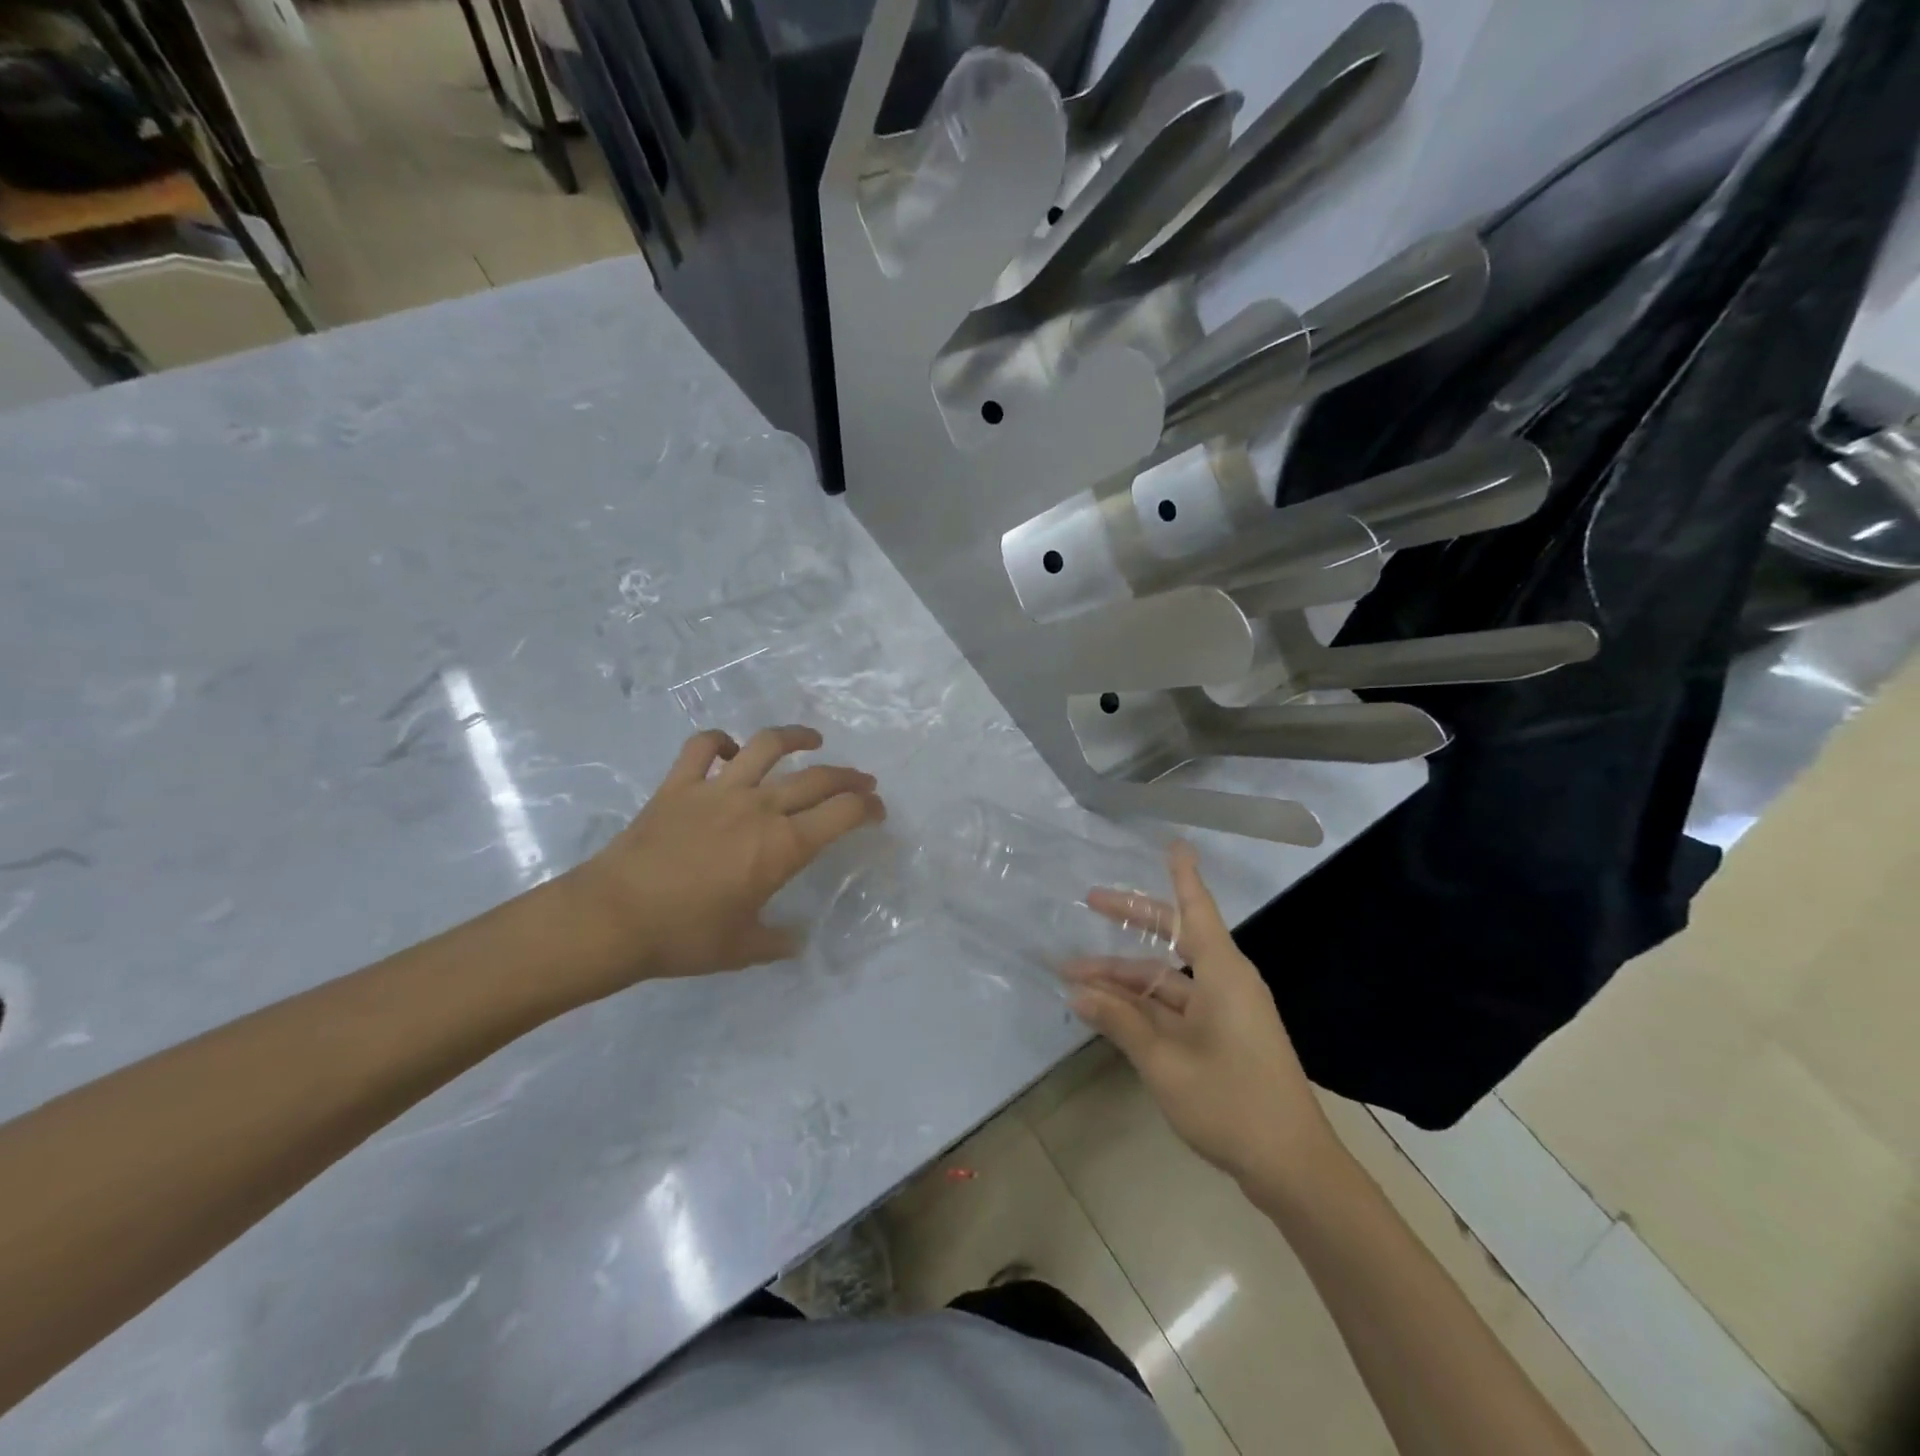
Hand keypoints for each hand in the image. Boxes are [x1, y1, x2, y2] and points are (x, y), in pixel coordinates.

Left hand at [562, 726, 884, 990]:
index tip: (877, 812)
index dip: (868, 808)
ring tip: (812, 740)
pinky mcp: (679, 785)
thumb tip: (798, 940)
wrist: (613, 919)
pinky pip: (703, 747)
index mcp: (783, 847)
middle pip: (817, 778)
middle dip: (849, 778)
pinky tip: (732, 751)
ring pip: (767, 746)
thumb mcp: (743, 948)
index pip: (843, 814)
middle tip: (862, 782)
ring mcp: (717, 790)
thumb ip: (778, 942)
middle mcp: (759, 808)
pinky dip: (721, 742)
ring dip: (796, 737)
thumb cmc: (684, 937)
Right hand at [1066, 843, 1336, 1189]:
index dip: (1181, 874)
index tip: (1173, 843)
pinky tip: (1108, 1010)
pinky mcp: (1223, 1037)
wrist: (1292, 1168)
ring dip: (1124, 977)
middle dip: (1130, 921)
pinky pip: (1176, 1007)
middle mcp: (1225, 982)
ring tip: (1074, 976)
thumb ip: (1120, 1022)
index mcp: (1222, 973)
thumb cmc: (1231, 1102)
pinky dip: (1142, 1005)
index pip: (1195, 908)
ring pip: (1166, 979)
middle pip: (1173, 938)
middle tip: (1089, 901)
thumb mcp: (1165, 1061)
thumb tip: (1078, 991)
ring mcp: (1225, 1011)